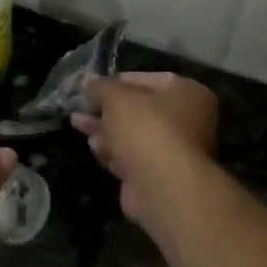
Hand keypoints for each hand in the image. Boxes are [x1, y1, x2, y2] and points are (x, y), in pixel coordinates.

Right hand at [75, 72, 220, 236]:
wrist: (162, 186)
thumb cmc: (146, 128)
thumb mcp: (117, 97)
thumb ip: (101, 86)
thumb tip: (88, 81)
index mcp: (188, 94)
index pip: (152, 79)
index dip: (121, 80)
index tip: (96, 84)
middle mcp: (188, 121)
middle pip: (141, 110)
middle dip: (107, 108)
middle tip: (81, 105)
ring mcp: (173, 151)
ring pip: (133, 135)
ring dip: (105, 129)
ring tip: (78, 123)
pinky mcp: (157, 176)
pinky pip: (132, 158)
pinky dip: (112, 151)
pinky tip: (93, 147)